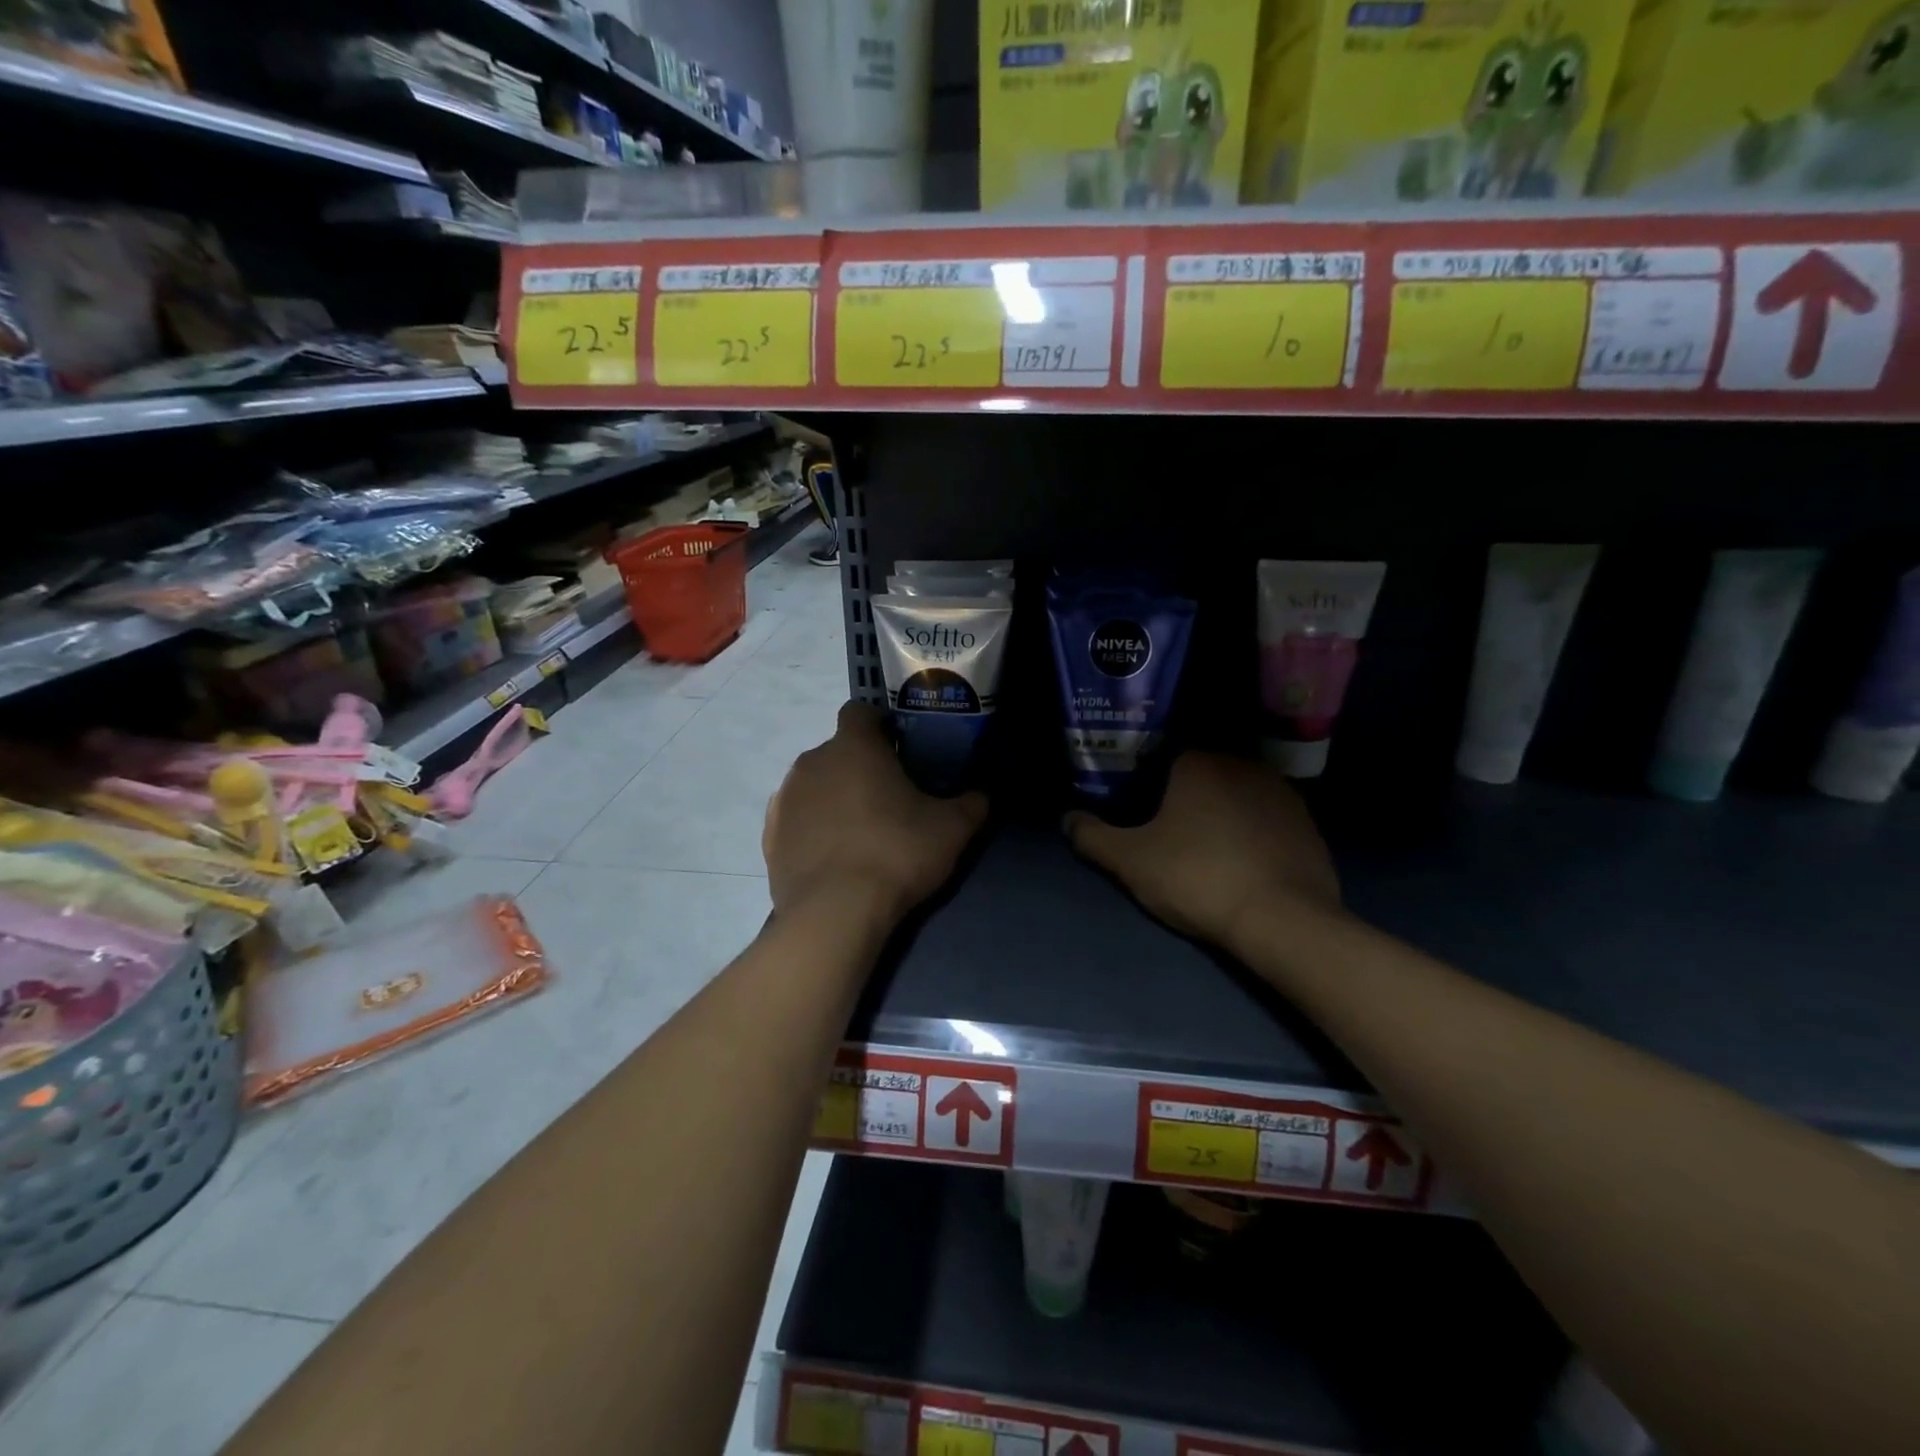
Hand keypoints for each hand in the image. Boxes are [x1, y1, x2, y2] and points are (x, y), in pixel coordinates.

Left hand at [764, 702, 987, 922]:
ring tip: (860, 832)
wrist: (834, 913)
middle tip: (890, 798)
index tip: (900, 749)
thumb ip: (972, 803)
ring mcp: (785, 798)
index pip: (860, 711)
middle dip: (860, 766)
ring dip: (835, 797)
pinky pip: (797, 819)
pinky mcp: (769, 836)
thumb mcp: (953, 829)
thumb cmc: (896, 854)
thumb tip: (980, 795)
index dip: (880, 724)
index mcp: (853, 746)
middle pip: (838, 751)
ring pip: (815, 784)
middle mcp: (812, 761)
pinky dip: (813, 828)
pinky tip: (834, 857)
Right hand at [1064, 752, 1339, 948]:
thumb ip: (1093, 836)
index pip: (1163, 755)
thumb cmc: (1197, 877)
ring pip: (1236, 793)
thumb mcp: (1131, 861)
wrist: (1283, 920)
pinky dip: (1252, 831)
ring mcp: (1281, 792)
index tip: (1137, 806)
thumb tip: (1068, 819)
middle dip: (1184, 795)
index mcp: (1198, 762)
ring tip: (1205, 846)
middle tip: (1166, 828)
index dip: (1146, 779)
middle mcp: (1242, 764)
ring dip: (1220, 811)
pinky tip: (1242, 860)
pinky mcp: (1307, 823)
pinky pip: (1266, 818)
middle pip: (1202, 772)